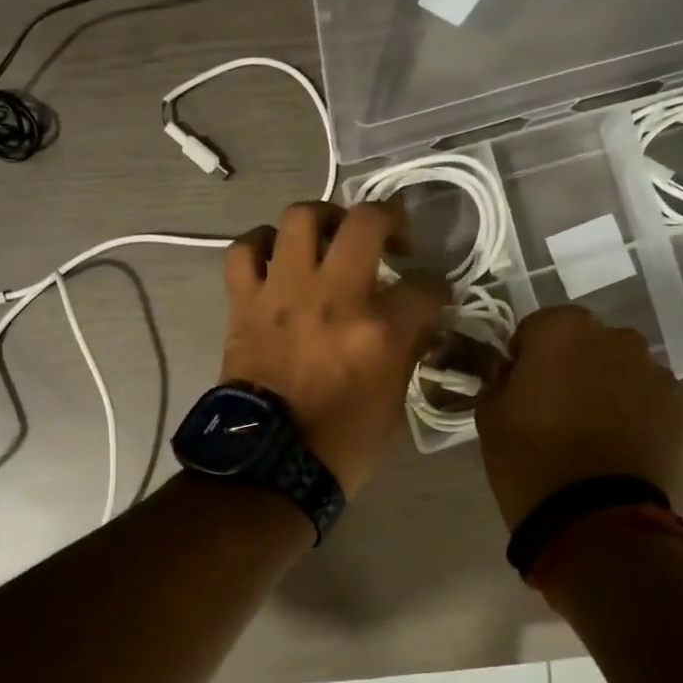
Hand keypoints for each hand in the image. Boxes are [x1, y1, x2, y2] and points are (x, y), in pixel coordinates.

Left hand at [221, 201, 447, 496]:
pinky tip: (275, 254)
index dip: (437, 288)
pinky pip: (244, 251)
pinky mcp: (245, 303)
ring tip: (331, 234)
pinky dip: (260, 245)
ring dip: (323, 217)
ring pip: (301, 218)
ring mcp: (284, 294)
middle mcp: (334, 297)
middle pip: (366, 222)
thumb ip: (405, 354)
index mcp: (379, 331)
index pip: (425, 287)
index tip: (434, 295)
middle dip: (389, 217)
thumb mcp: (394, 405)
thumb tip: (414, 324)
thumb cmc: (339, 445)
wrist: (266, 465)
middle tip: (391, 235)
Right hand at [474, 306, 682, 529]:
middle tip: (555, 405)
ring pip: (620, 368)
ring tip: (591, 428)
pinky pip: (647, 398)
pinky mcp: (679, 408)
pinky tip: (617, 444)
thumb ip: (501, 380)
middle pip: (586, 342)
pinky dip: (634, 411)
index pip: (537, 326)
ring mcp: (653, 372)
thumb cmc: (529, 457)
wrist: (593, 517)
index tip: (520, 385)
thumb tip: (514, 374)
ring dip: (606, 385)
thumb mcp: (490, 414)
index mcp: (563, 330)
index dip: (526, 354)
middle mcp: (615, 338)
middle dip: (571, 364)